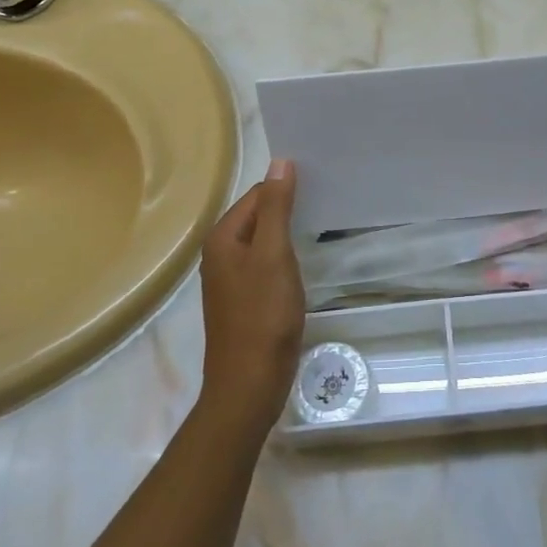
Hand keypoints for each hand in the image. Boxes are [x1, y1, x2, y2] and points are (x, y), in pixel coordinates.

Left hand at [196, 160, 304, 439]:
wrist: (249, 384)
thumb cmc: (263, 315)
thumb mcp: (273, 255)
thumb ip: (276, 208)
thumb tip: (280, 162)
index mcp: (222, 238)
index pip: (257, 194)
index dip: (286, 188)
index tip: (320, 185)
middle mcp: (220, 254)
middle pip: (259, 216)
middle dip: (288, 208)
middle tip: (326, 202)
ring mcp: (230, 280)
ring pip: (263, 242)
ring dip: (288, 233)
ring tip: (321, 227)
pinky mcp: (244, 300)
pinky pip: (265, 265)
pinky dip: (285, 258)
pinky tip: (305, 263)